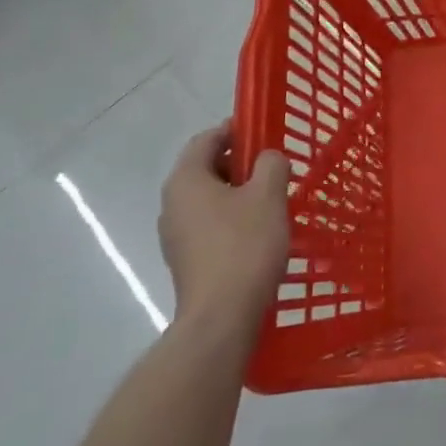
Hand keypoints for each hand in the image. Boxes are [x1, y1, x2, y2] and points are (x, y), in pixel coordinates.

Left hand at [160, 127, 289, 331]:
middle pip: (206, 168)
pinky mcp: (186, 259)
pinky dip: (232, 218)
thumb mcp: (268, 195)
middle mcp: (171, 203)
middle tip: (273, 168)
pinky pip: (209, 224)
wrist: (222, 316)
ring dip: (238, 193)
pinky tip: (259, 231)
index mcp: (185, 180)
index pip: (206, 139)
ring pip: (209, 198)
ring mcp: (175, 235)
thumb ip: (270, 165)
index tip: (263, 132)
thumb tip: (267, 158)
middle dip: (240, 163)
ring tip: (271, 200)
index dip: (234, 130)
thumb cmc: (244, 245)